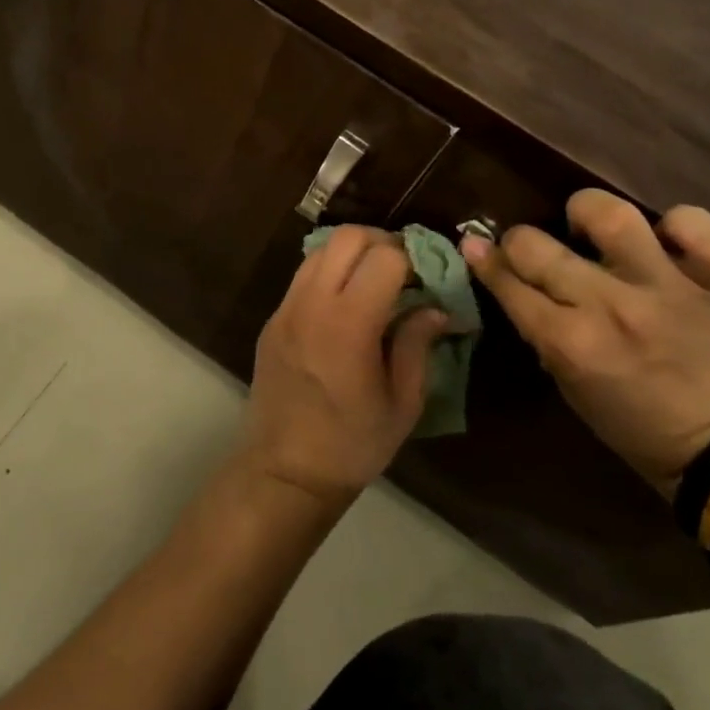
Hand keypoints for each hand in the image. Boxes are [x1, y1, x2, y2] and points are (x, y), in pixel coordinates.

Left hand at [238, 226, 444, 510]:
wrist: (285, 471)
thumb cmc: (352, 445)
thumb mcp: (402, 403)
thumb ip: (417, 346)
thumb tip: (436, 309)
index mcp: (349, 324)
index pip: (385, 257)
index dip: (414, 258)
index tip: (429, 277)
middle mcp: (312, 303)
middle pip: (347, 237)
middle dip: (382, 241)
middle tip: (404, 268)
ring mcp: (286, 308)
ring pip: (320, 249)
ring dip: (352, 252)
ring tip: (376, 281)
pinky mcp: (273, 318)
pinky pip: (303, 275)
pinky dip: (329, 271)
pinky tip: (347, 302)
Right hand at [461, 190, 709, 493]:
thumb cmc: (635, 423)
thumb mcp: (570, 385)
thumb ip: (540, 331)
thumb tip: (509, 281)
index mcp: (572, 344)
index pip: (509, 285)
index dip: (485, 262)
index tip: (476, 247)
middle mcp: (613, 308)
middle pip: (537, 247)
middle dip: (518, 242)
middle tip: (530, 248)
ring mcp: (669, 289)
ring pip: (613, 216)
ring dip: (589, 214)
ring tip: (590, 227)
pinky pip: (701, 227)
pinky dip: (681, 226)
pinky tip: (668, 241)